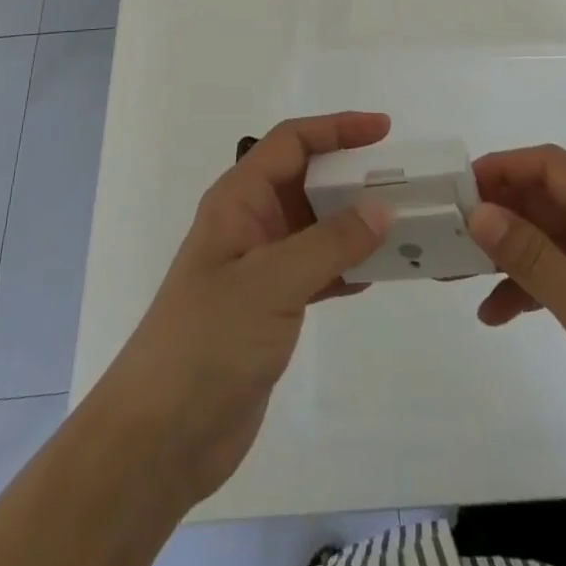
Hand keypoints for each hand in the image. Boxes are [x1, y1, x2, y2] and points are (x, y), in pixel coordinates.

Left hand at [90, 112, 393, 509]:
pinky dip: (347, 266)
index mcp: (238, 199)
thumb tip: (381, 208)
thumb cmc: (208, 340)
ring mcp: (260, 266)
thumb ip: (329, 243)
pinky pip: (318, 269)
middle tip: (404, 183)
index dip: (337, 128)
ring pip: (316, 226)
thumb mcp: (271, 282)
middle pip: (307, 180)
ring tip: (404, 226)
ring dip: (355, 223)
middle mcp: (250, 223)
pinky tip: (379, 274)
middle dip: (352, 176)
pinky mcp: (270, 307)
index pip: (292, 143)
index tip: (384, 130)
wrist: (161, 437)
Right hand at [468, 144, 565, 479]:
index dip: (501, 168)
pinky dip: (530, 285)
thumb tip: (478, 211)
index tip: (456, 188)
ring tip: (458, 273)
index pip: (551, 166)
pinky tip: (496, 313)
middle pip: (546, 198)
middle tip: (447, 232)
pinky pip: (563, 270)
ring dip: (508, 252)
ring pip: (549, 235)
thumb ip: (532, 258)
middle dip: (498, 213)